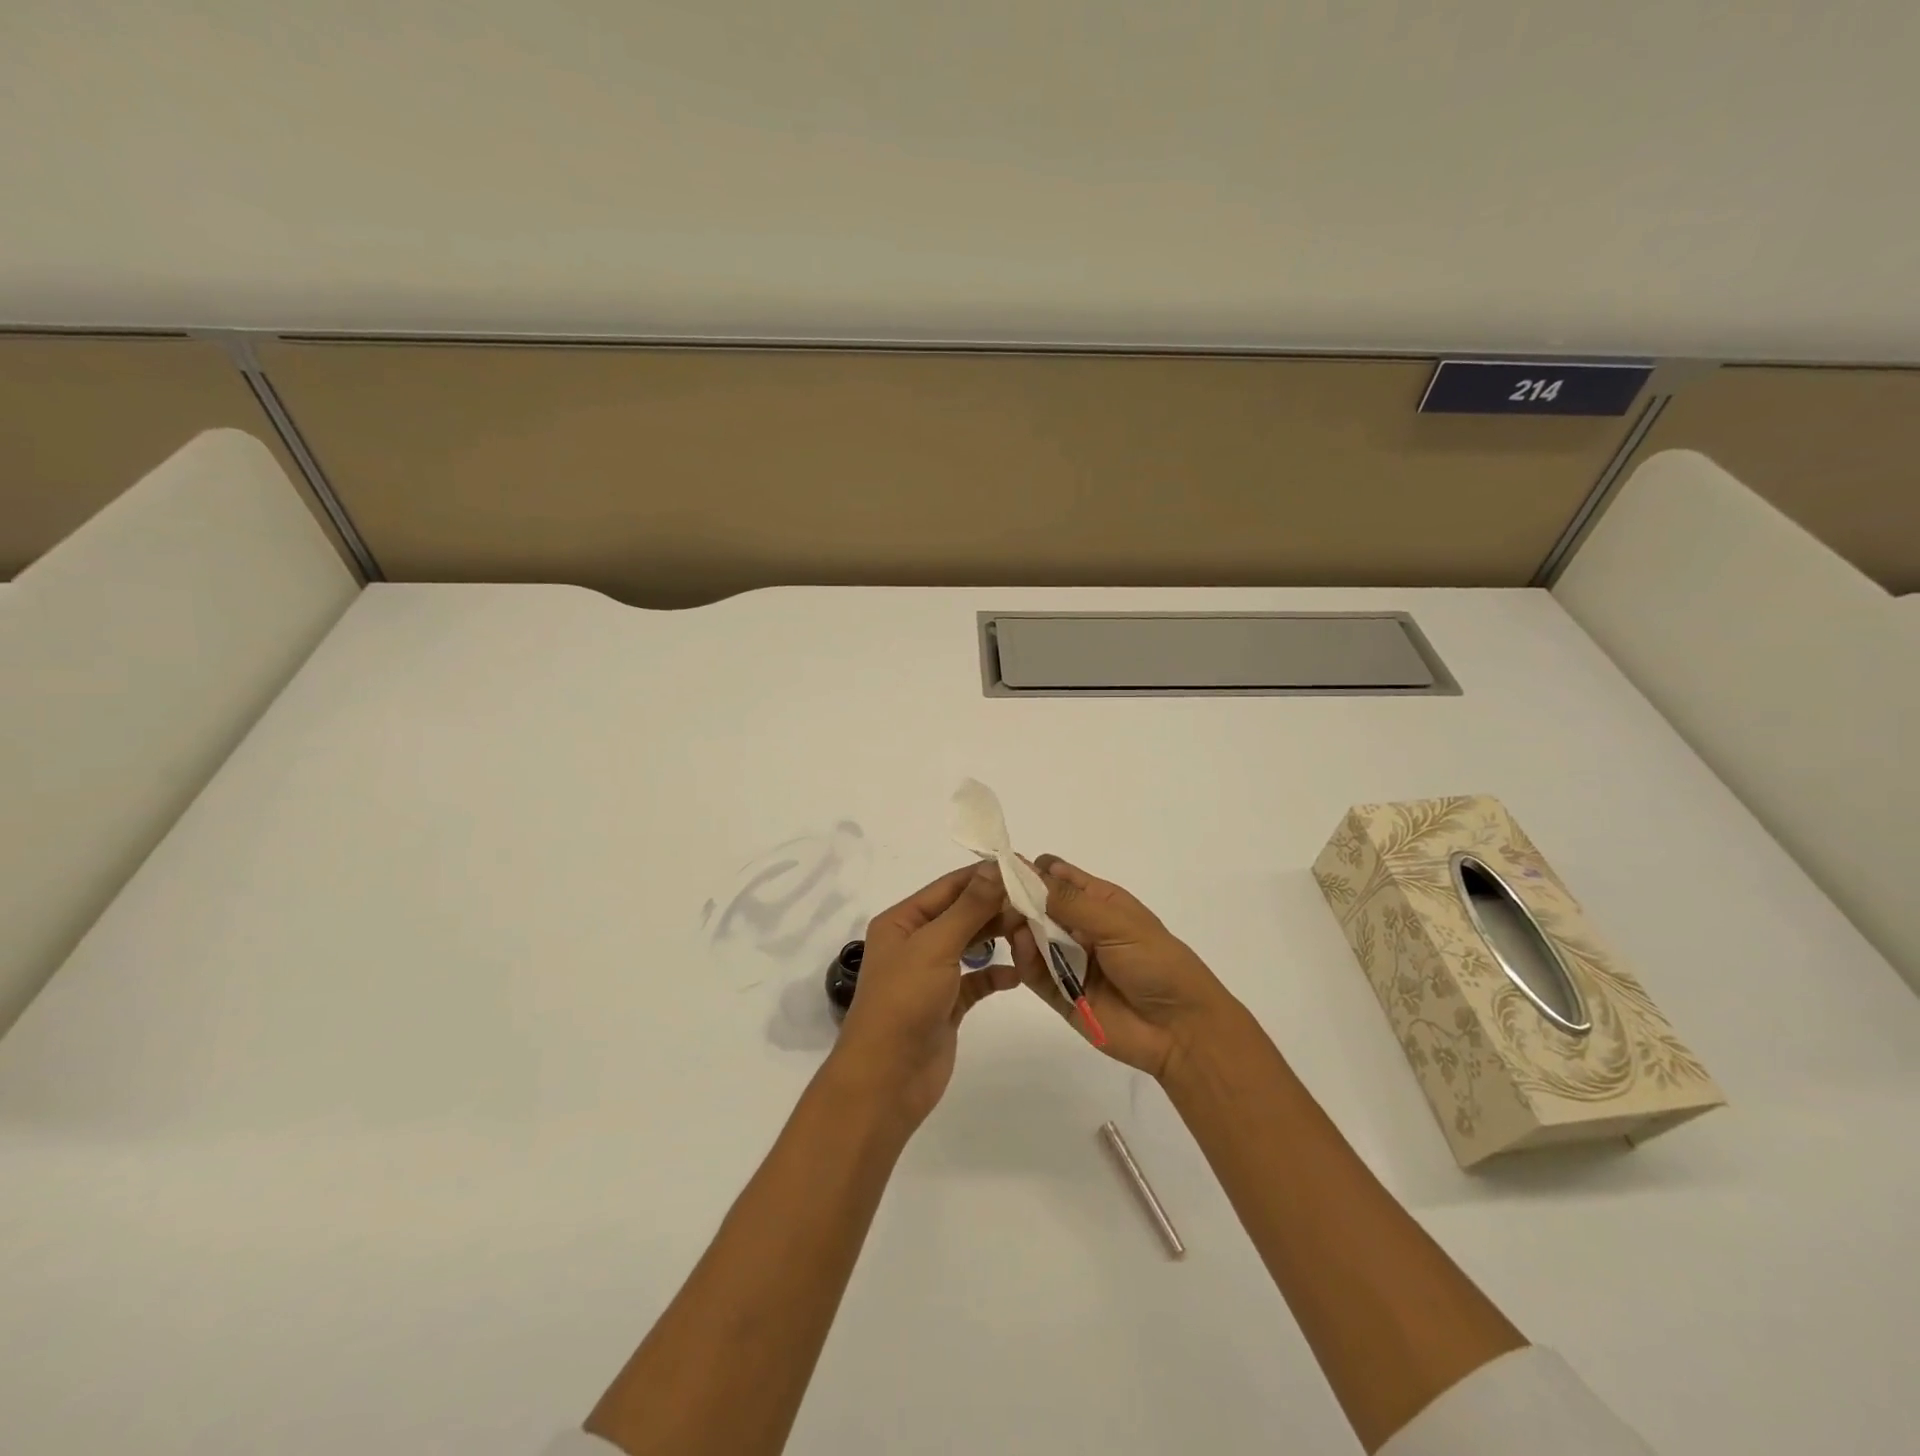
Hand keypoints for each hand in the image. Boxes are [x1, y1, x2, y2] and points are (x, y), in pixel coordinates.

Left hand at [831, 863, 1020, 1128]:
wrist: (886, 1080)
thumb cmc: (904, 1002)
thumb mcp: (935, 946)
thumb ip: (969, 907)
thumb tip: (995, 866)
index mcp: (903, 921)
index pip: (949, 886)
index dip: (985, 875)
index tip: (1025, 867)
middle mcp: (916, 942)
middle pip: (962, 913)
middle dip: (997, 907)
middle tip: (1039, 903)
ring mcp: (932, 974)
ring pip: (972, 944)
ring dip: (999, 937)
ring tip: (1033, 932)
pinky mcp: (947, 1004)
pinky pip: (977, 980)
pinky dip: (996, 975)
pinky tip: (1019, 974)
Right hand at [1009, 855, 1236, 1079]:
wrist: (1181, 1029)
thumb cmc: (1156, 962)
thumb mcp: (1116, 922)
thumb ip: (1069, 901)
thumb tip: (1027, 870)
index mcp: (1098, 901)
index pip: (1057, 876)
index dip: (1032, 870)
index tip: (1003, 868)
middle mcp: (1079, 927)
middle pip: (1036, 905)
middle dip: (1017, 899)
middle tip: (996, 897)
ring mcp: (1068, 960)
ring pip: (1030, 937)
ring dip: (1018, 927)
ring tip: (1009, 922)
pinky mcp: (1060, 994)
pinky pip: (1034, 972)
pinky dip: (1024, 959)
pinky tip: (1022, 946)